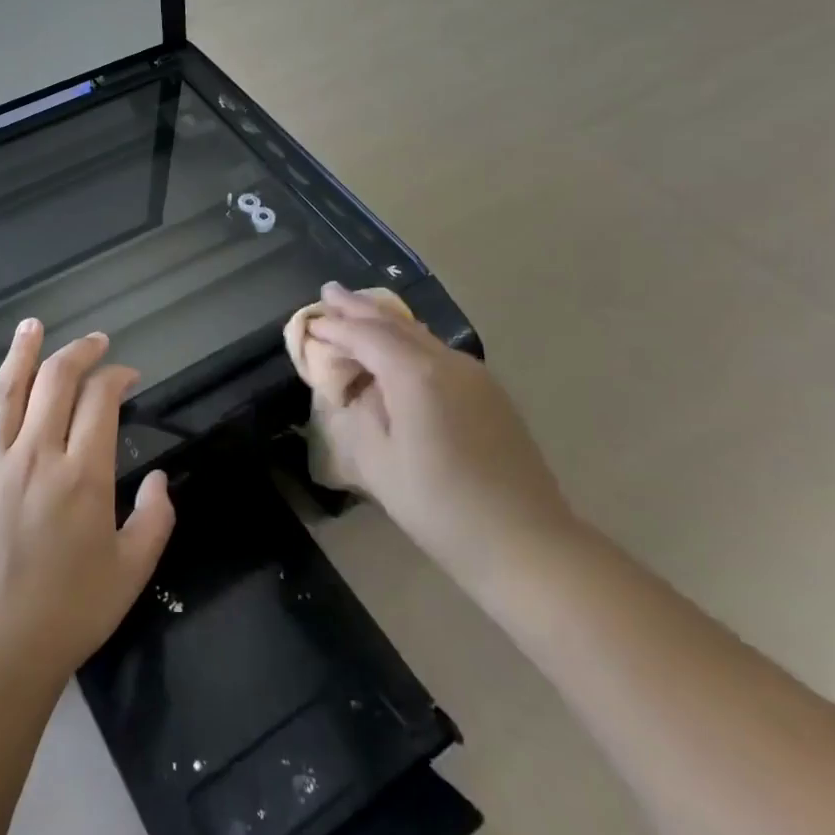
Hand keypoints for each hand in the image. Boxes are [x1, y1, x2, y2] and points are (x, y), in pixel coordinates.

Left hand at [0, 319, 175, 697]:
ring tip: (31, 325)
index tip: (128, 376)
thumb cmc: (71, 612)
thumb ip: (156, 519)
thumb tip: (161, 479)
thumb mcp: (133, 571)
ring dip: (20, 354)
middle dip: (78, 353)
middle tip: (94, 342)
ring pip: (6, 393)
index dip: (116, 377)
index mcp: (82, 476)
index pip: (100, 401)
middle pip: (55, 382)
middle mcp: (36, 457)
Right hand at [303, 283, 577, 579]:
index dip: (334, 328)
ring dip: (385, 321)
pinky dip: (408, 341)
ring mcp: (473, 375)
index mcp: (416, 375)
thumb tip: (362, 390)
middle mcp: (447, 362)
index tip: (309, 322)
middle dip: (358, 308)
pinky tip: (398, 347)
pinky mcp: (489, 393)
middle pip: (395, 324)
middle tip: (329, 291)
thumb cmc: (440, 507)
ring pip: (420, 334)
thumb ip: (362, 414)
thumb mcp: (379, 463)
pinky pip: (438, 352)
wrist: (525, 542)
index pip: (365, 336)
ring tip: (357, 310)